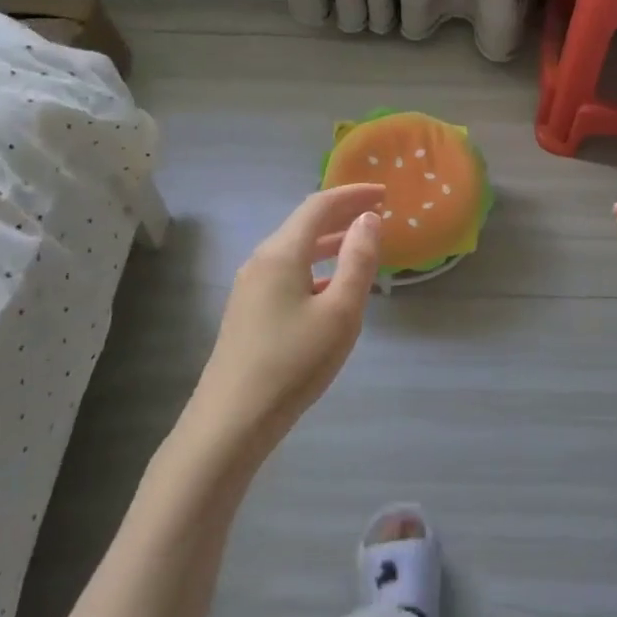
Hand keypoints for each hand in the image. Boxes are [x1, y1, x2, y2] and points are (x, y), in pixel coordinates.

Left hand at [190, 184, 383, 451]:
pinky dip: (315, 267)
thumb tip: (368, 220)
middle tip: (378, 214)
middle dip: (342, 215)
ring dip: (329, 242)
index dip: (352, 195)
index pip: (319, 206)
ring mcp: (250, 288)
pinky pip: (287, 273)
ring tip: (361, 245)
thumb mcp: (340, 312)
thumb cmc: (293, 363)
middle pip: (304, 224)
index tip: (384, 194)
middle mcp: (261, 261)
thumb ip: (358, 261)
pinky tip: (331, 288)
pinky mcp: (248, 312)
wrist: (232, 422)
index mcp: (281, 253)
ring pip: (295, 250)